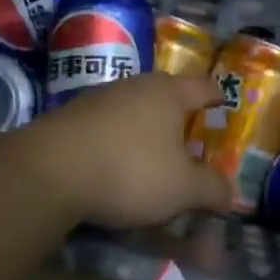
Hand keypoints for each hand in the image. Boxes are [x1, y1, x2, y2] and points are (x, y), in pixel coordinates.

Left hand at [19, 72, 230, 227]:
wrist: (49, 171)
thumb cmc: (130, 170)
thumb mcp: (182, 189)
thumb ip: (211, 189)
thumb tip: (231, 193)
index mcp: (168, 93)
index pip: (203, 87)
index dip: (217, 96)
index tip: (224, 103)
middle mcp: (135, 86)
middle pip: (166, 94)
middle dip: (179, 114)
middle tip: (190, 137)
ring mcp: (99, 98)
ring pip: (133, 109)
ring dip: (145, 128)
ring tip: (152, 154)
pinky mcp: (70, 117)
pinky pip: (106, 125)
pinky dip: (116, 140)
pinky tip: (114, 163)